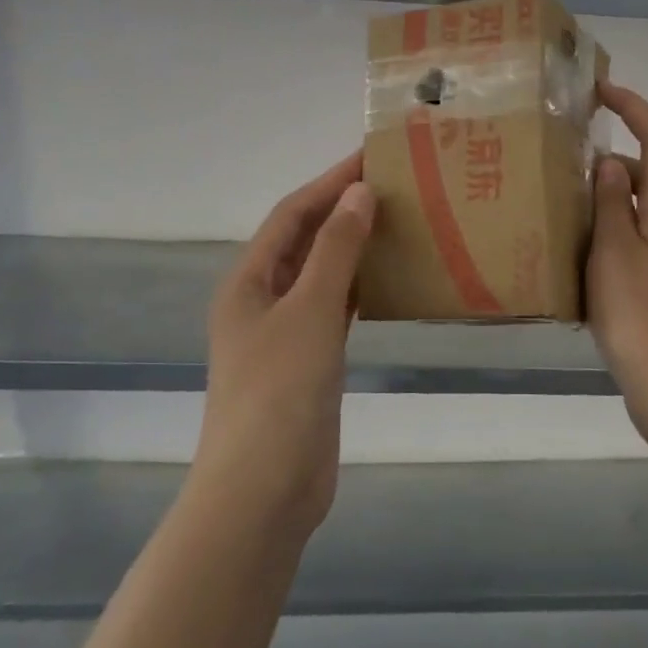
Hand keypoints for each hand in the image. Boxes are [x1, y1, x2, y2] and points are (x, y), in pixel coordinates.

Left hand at [196, 153, 374, 535]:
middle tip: (394, 184)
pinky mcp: (308, 361)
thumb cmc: (280, 392)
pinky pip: (335, 308)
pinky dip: (359, 287)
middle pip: (305, 239)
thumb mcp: (310, 311)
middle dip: (343, 208)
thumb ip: (336, 250)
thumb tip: (358, 192)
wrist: (264, 492)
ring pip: (322, 273)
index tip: (372, 155)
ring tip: (398, 221)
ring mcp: (284, 333)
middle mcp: (262, 299)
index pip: (293, 213)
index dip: (330, 181)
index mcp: (249, 280)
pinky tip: (390, 278)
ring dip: (353, 246)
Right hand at [588, 83, 647, 455]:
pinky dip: (596, 241)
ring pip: (629, 214)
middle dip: (608, 158)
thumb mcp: (616, 254)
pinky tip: (563, 260)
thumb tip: (611, 159)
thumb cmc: (643, 318)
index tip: (601, 91)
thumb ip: (612, 204)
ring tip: (551, 206)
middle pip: (645, 175)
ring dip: (597, 202)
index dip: (636, 108)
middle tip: (559, 160)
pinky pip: (621, 247)